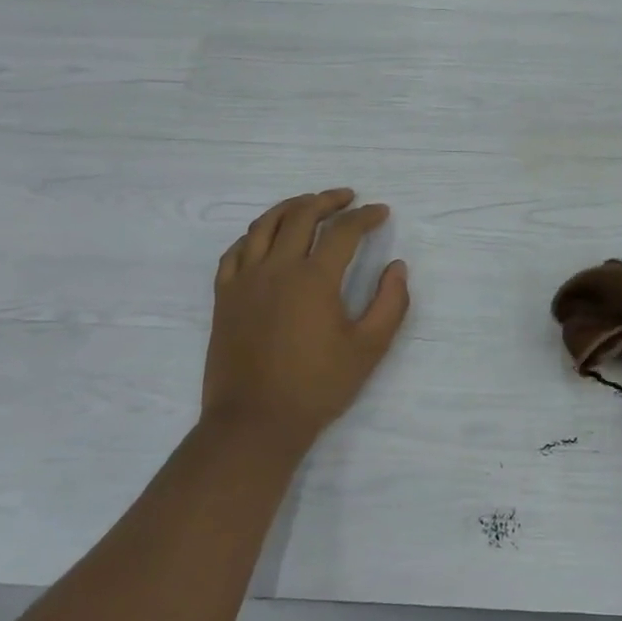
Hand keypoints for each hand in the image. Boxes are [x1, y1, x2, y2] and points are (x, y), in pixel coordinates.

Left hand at [202, 188, 409, 459]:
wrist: (255, 422)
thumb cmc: (317, 386)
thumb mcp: (369, 348)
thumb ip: (390, 303)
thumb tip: (397, 266)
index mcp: (314, 278)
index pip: (343, 231)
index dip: (365, 216)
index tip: (381, 212)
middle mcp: (277, 268)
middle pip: (301, 215)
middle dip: (328, 200)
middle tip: (347, 198)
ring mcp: (245, 280)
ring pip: (264, 225)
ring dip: (290, 207)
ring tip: (308, 204)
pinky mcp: (224, 297)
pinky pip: (235, 251)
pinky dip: (254, 235)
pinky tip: (265, 237)